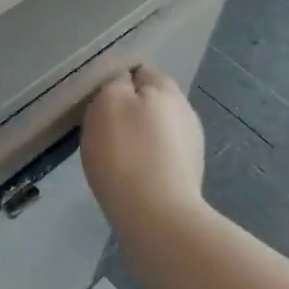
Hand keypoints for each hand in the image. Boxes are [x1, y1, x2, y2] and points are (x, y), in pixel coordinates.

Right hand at [81, 65, 205, 227]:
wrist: (156, 218)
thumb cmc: (125, 152)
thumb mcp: (108, 102)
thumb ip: (116, 82)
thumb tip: (124, 81)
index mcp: (166, 89)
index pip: (140, 70)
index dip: (116, 80)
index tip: (97, 99)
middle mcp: (185, 112)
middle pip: (149, 101)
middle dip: (127, 110)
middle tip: (100, 128)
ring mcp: (190, 146)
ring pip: (155, 130)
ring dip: (137, 137)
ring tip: (113, 155)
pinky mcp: (187, 176)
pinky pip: (159, 157)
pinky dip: (144, 161)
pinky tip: (128, 176)